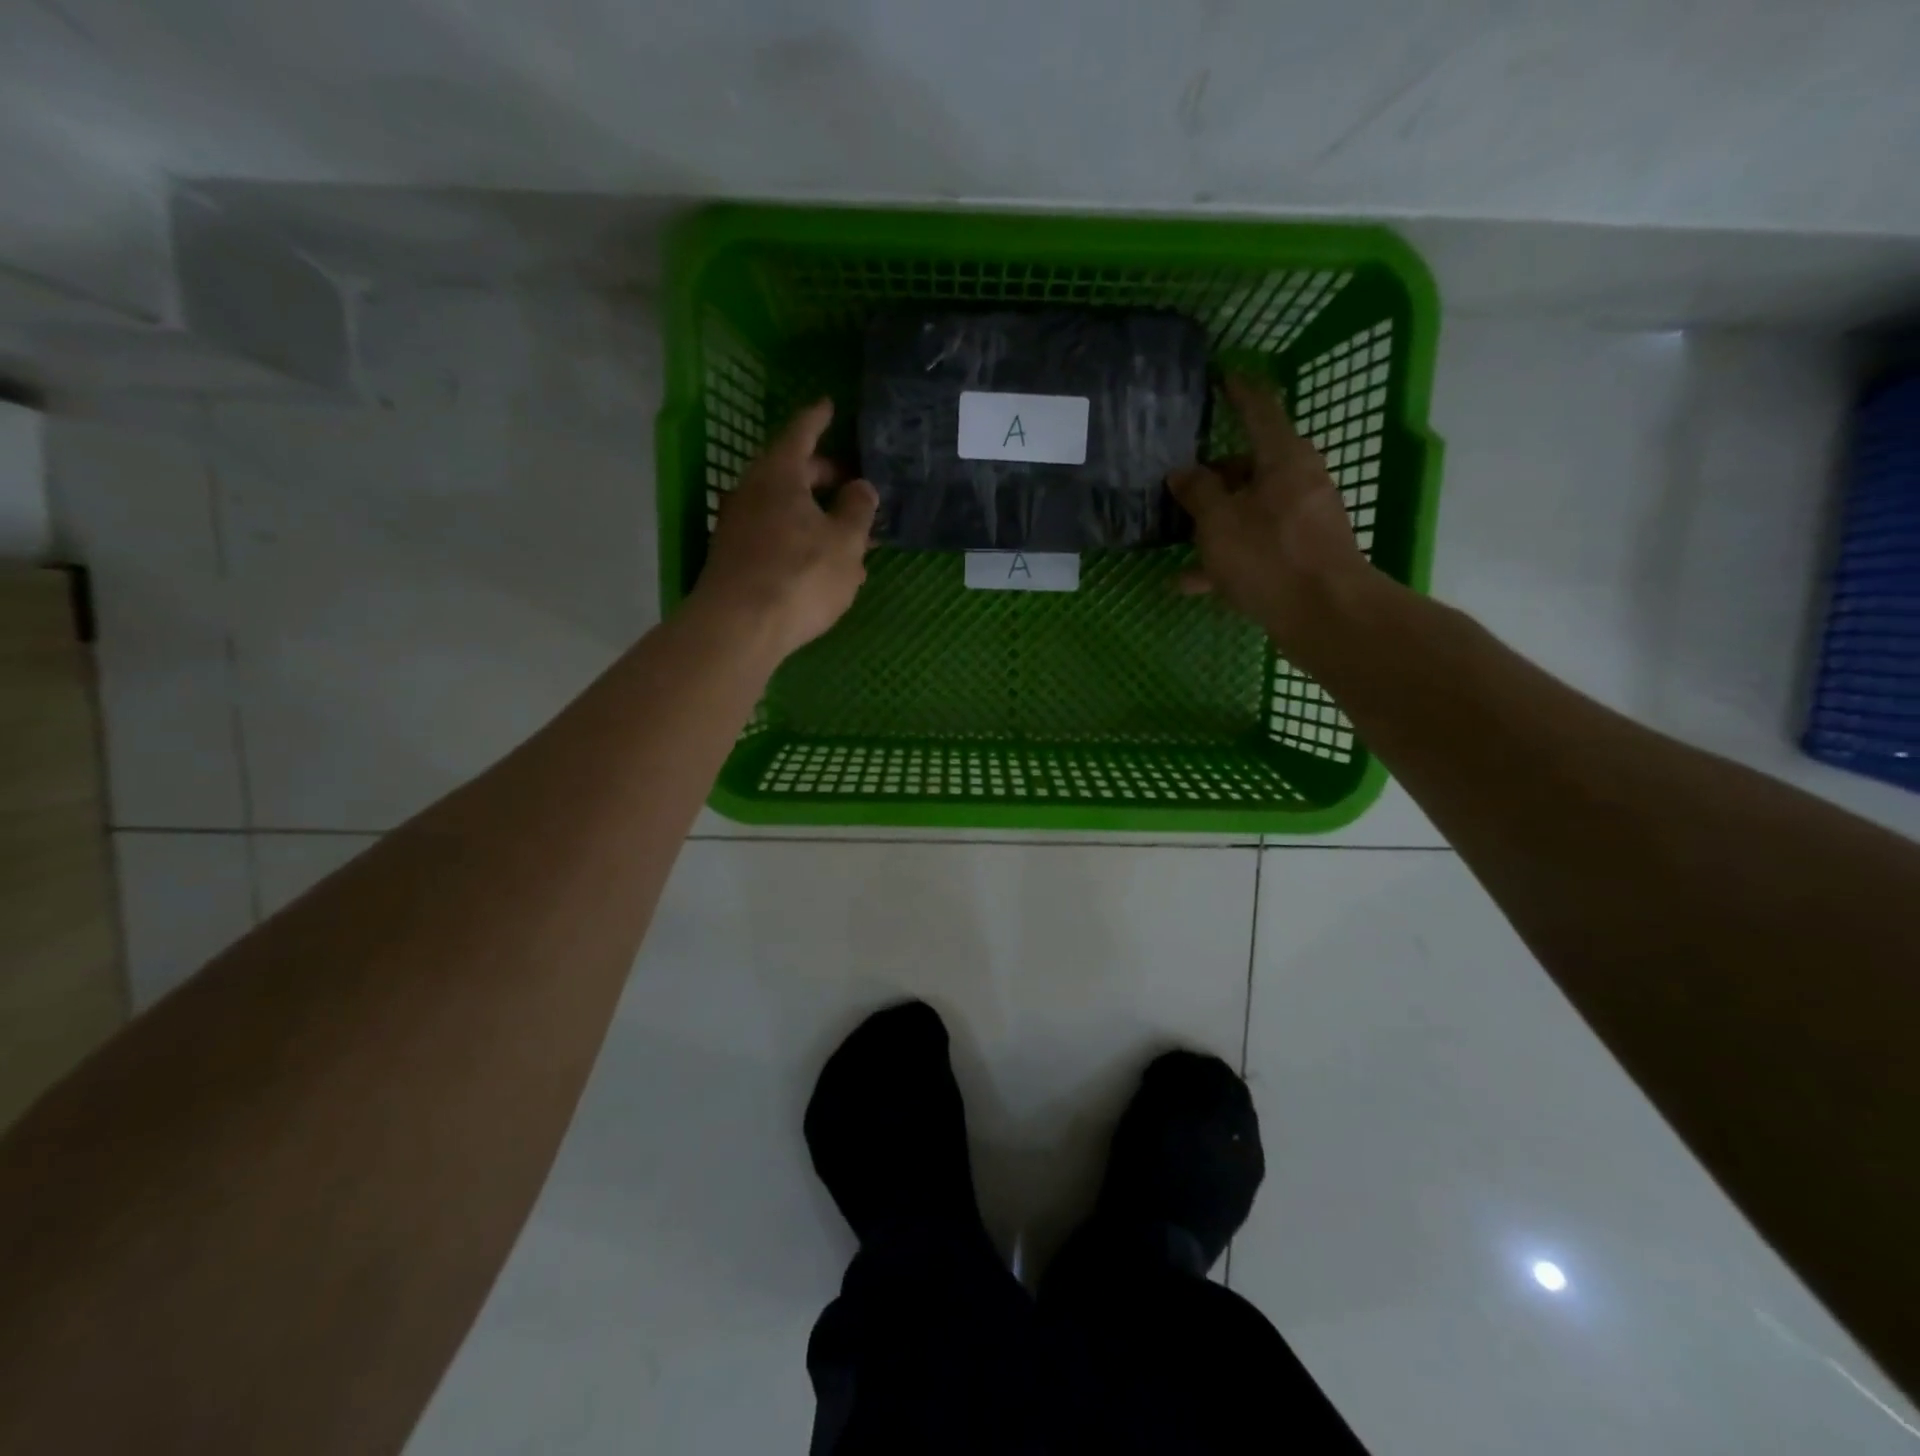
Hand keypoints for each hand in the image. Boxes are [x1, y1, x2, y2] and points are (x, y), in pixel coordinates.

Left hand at [693, 398, 877, 660]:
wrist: (739, 627)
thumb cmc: (800, 575)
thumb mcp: (845, 542)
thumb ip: (858, 510)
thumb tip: (861, 487)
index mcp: (779, 475)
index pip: (800, 433)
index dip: (817, 419)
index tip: (828, 405)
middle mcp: (752, 491)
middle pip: (789, 471)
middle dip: (822, 474)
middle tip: (850, 482)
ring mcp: (738, 526)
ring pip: (783, 507)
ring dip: (814, 513)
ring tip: (846, 532)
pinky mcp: (734, 558)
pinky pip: (773, 534)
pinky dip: (799, 537)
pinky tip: (820, 562)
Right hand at [1168, 375, 1374, 656]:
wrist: (1325, 614)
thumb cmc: (1268, 556)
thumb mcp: (1219, 522)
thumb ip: (1197, 493)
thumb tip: (1182, 472)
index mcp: (1284, 458)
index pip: (1260, 409)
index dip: (1238, 391)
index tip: (1223, 375)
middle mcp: (1299, 481)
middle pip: (1252, 466)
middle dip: (1215, 477)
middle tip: (1181, 487)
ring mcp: (1304, 519)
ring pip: (1250, 510)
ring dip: (1215, 524)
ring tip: (1179, 541)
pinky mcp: (1302, 555)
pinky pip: (1257, 545)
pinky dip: (1228, 557)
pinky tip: (1191, 583)